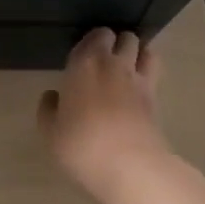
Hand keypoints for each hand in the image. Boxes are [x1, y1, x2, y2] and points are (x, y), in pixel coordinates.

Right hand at [38, 28, 174, 203]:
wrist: (130, 167)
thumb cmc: (82, 145)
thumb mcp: (50, 132)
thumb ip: (48, 109)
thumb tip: (53, 96)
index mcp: (83, 63)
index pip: (94, 35)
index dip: (92, 41)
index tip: (85, 55)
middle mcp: (112, 63)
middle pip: (123, 37)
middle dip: (118, 43)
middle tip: (107, 59)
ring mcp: (138, 79)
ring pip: (144, 49)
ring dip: (138, 52)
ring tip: (129, 66)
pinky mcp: (156, 99)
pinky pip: (155, 72)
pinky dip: (149, 70)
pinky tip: (141, 84)